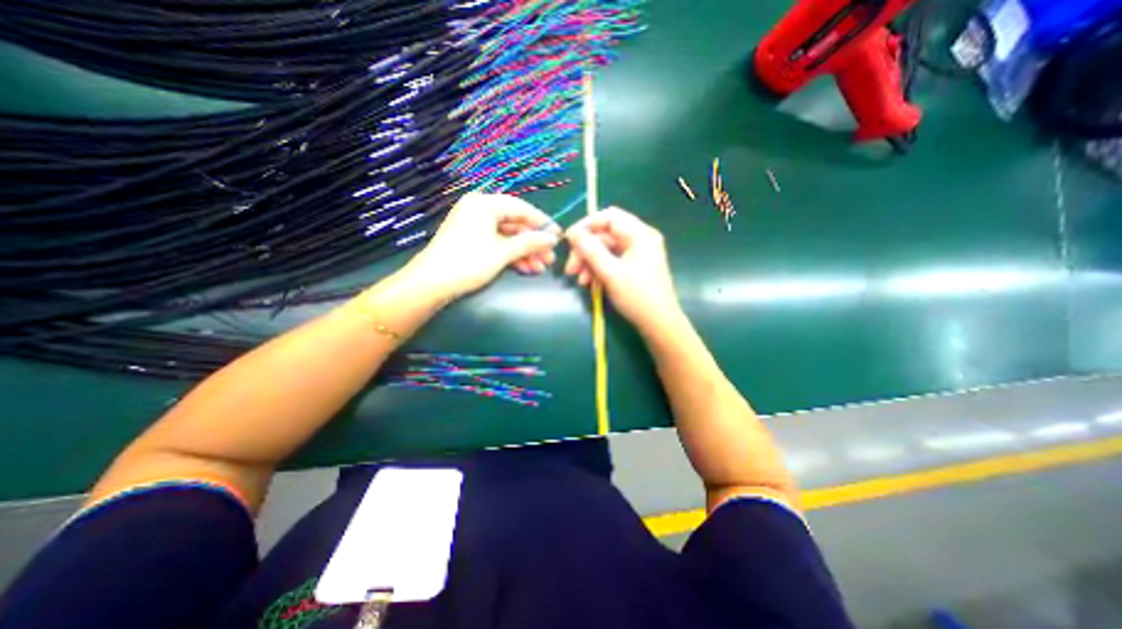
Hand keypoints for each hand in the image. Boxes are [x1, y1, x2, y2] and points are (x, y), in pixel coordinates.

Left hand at [404, 189, 561, 298]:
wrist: (431, 283)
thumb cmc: (468, 262)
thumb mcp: (502, 252)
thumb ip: (529, 242)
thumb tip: (552, 238)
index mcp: (485, 204)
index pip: (521, 209)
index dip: (541, 224)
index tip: (557, 237)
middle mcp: (479, 209)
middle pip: (515, 224)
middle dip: (533, 243)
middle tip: (549, 259)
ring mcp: (474, 225)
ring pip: (507, 236)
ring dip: (524, 252)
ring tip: (540, 268)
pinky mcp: (471, 240)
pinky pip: (497, 243)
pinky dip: (511, 255)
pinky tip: (526, 268)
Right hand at [562, 206, 684, 334]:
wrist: (659, 324)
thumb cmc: (638, 297)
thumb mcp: (611, 273)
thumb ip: (591, 251)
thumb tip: (573, 233)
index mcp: (640, 234)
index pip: (609, 217)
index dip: (587, 225)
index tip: (569, 240)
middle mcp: (640, 239)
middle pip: (605, 236)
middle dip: (585, 251)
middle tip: (570, 270)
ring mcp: (637, 254)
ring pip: (606, 250)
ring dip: (590, 264)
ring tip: (580, 281)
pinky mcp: (633, 267)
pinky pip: (612, 262)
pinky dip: (599, 271)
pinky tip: (590, 285)